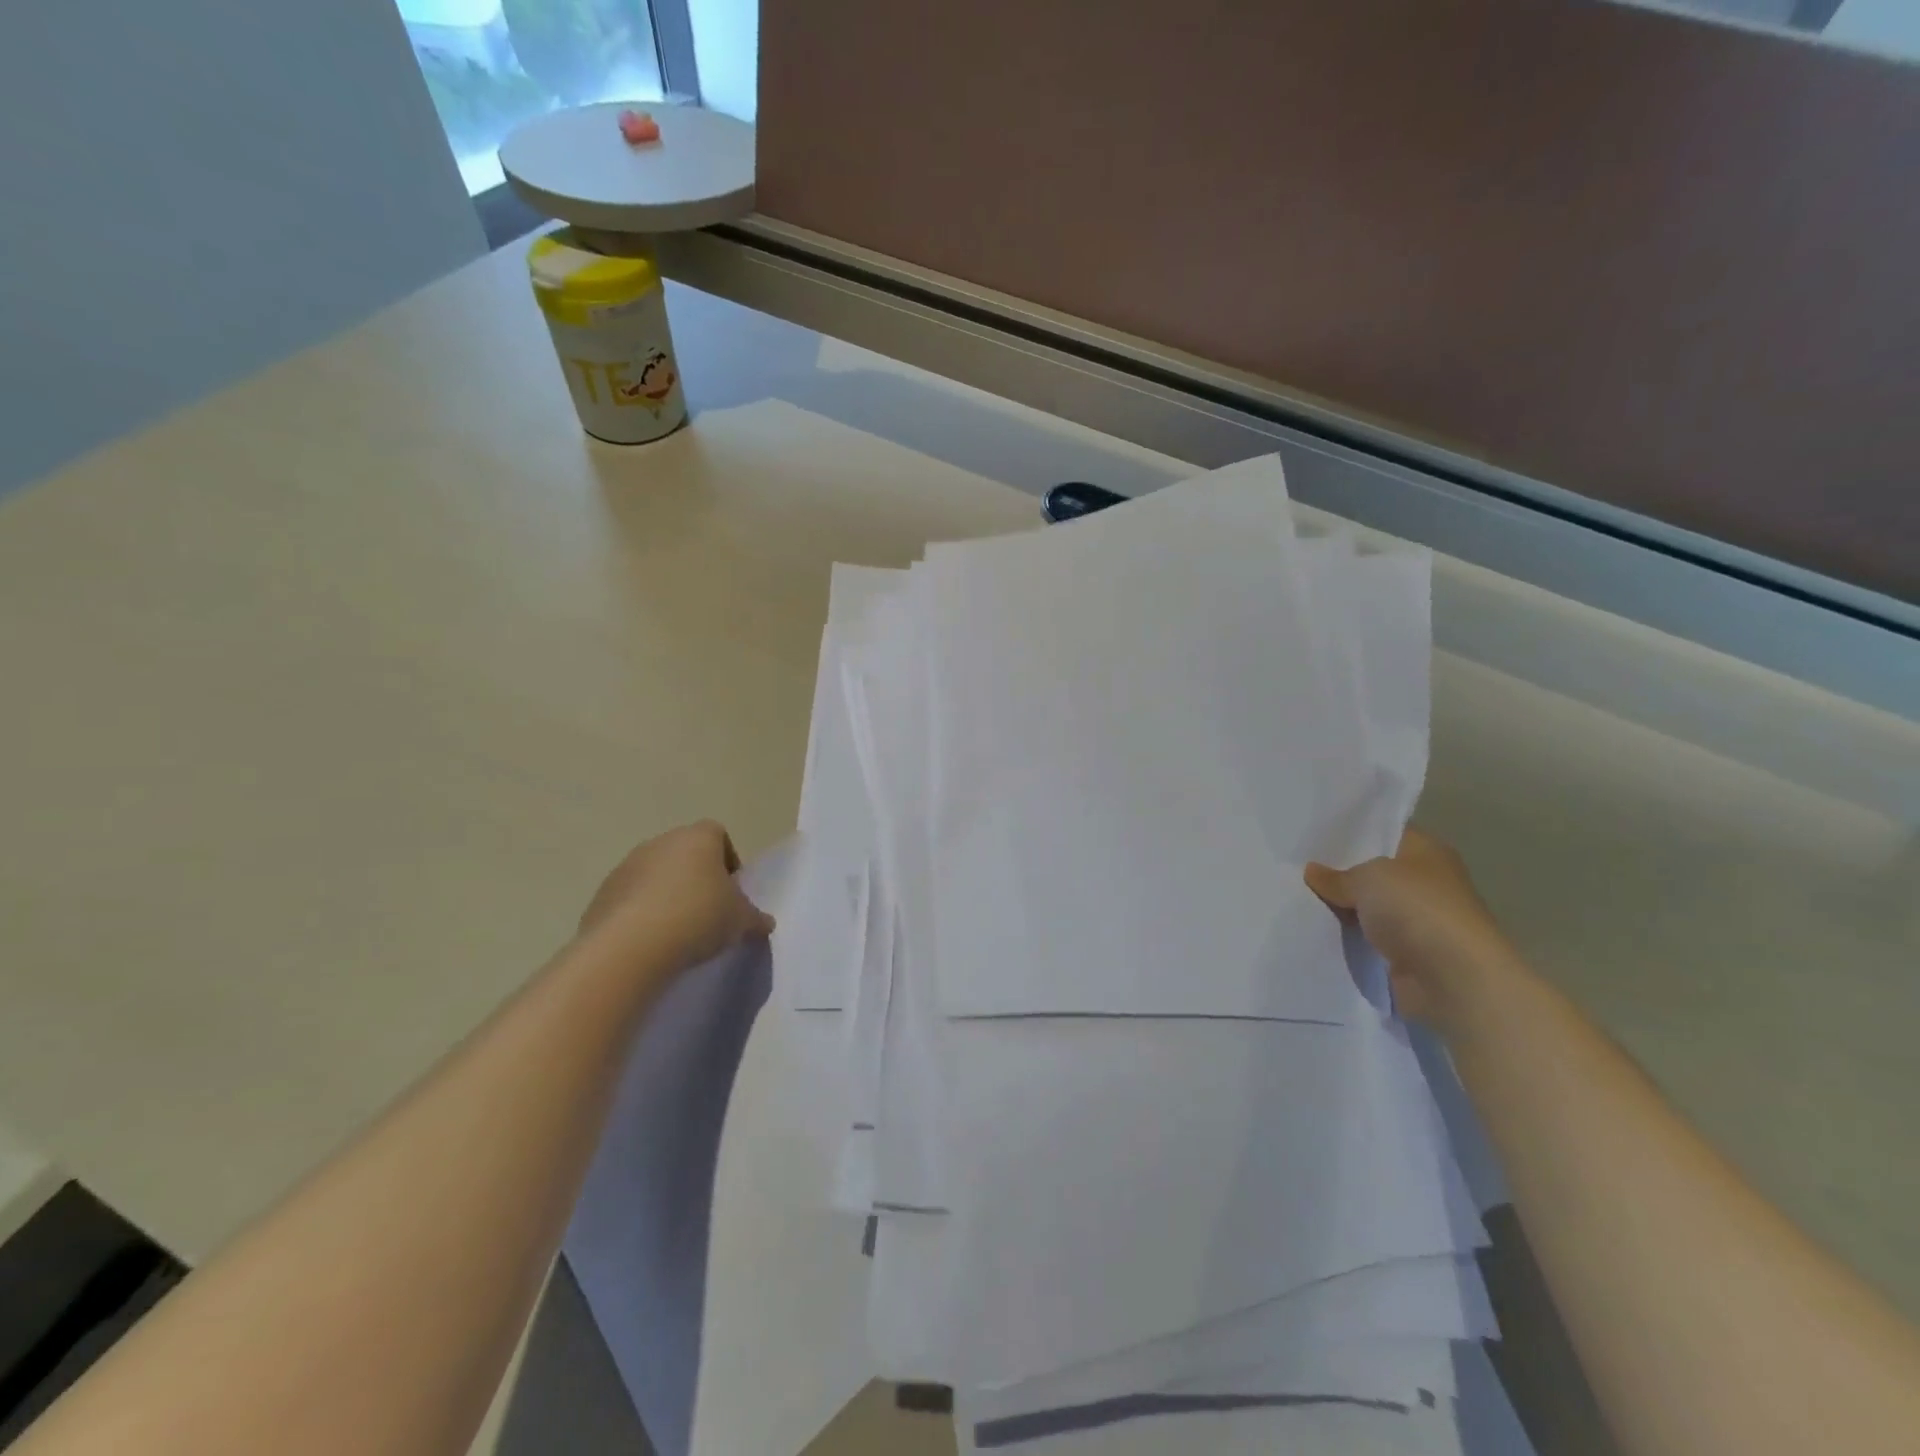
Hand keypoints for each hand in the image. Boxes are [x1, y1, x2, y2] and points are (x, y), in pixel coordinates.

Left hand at [579, 820, 775, 970]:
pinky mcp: (602, 894)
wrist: (631, 946)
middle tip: (707, 912)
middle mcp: (660, 842)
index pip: (718, 835)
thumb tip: (765, 923)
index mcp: (698, 838)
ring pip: (655, 875)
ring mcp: (627, 866)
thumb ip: (755, 918)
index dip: (728, 860)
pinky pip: (630, 899)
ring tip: (678, 931)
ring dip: (667, 895)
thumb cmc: (698, 917)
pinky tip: (650, 942)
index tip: (731, 891)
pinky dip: (641, 914)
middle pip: (685, 853)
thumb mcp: (740, 921)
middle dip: (697, 878)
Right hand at [1304, 829, 1520, 1033]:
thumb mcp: (1367, 878)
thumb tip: (1313, 871)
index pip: (1385, 833)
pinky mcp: (1409, 954)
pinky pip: (1368, 938)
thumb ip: (1336, 876)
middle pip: (1374, 871)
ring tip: (1296, 896)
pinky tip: (1314, 928)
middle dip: (1340, 872)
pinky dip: (1348, 937)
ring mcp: (1419, 920)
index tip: (1313, 835)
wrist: (1453, 979)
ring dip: (1342, 908)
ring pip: (1368, 907)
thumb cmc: (1417, 909)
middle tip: (1295, 865)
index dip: (1351, 833)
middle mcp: (1427, 882)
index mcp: (1427, 852)